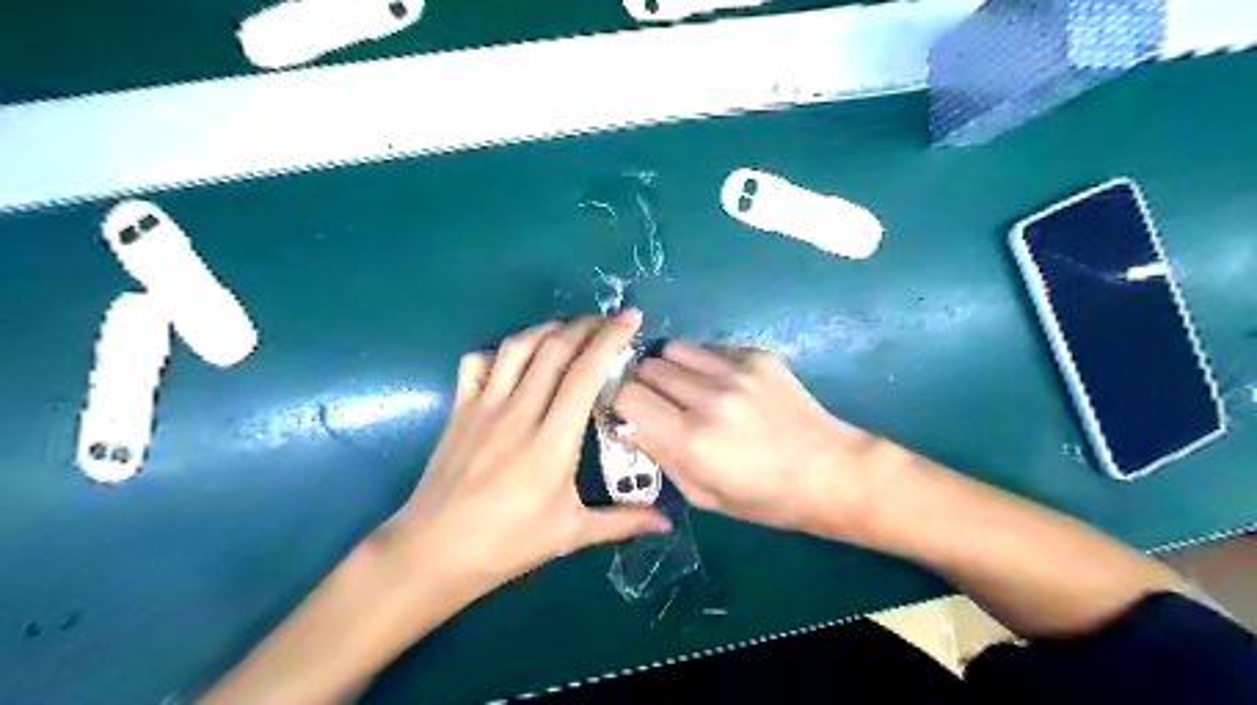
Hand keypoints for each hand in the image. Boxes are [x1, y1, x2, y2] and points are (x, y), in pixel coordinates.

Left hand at [389, 310, 673, 597]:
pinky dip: (501, 350)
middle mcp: (519, 413)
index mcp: (552, 442)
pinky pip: (478, 362)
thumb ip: (622, 521)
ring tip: (570, 330)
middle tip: (608, 321)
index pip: (585, 374)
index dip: (610, 340)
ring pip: (517, 347)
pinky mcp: (459, 410)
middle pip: (554, 349)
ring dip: (548, 329)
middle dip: (586, 325)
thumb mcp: (570, 534)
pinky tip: (517, 359)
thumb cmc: (507, 545)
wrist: (433, 553)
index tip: (630, 319)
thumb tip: (667, 520)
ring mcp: (484, 407)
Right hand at [614, 342, 908, 538]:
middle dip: (642, 384)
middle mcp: (710, 398)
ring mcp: (737, 371)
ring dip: (669, 368)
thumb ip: (659, 455)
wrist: (829, 472)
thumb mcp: (701, 494)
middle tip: (656, 402)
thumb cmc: (763, 498)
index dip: (618, 400)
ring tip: (686, 388)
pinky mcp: (758, 356)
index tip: (625, 410)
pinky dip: (703, 363)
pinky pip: (709, 348)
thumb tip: (626, 423)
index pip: (626, 395)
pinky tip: (722, 385)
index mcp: (692, 440)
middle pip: (647, 367)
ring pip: (673, 348)